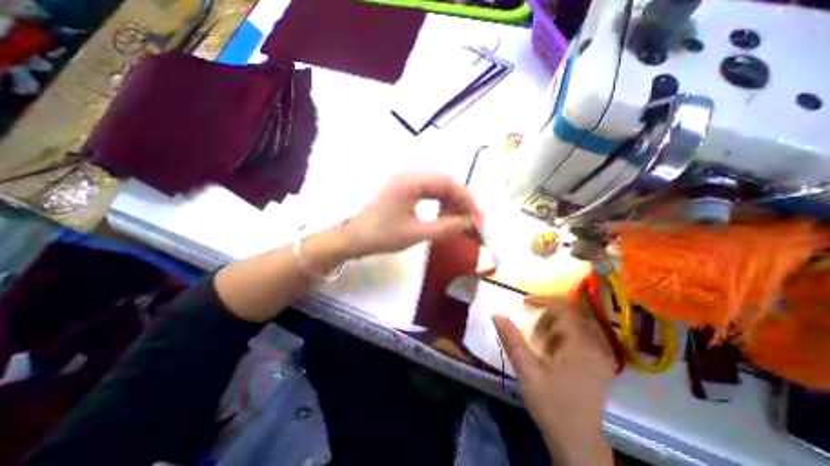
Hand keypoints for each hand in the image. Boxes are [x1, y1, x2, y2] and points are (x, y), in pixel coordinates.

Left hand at [340, 172, 479, 258]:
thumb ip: (446, 227)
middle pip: (444, 183)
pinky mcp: (402, 189)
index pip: (448, 183)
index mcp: (411, 181)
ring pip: (437, 187)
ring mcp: (405, 181)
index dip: (467, 199)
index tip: (477, 217)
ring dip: (451, 202)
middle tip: (471, 220)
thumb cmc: (382, 236)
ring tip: (459, 221)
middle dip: (461, 201)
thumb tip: (470, 223)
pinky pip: (427, 191)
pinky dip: (439, 203)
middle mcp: (409, 175)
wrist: (353, 237)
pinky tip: (444, 216)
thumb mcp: (416, 233)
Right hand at [491, 296, 614, 462]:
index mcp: (582, 347)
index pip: (564, 309)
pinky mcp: (600, 362)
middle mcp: (597, 347)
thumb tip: (496, 315)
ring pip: (576, 323)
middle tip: (533, 330)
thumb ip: (512, 341)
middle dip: (548, 315)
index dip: (542, 301)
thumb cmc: (551, 406)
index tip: (523, 304)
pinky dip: (563, 334)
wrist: (577, 442)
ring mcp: (602, 355)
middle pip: (572, 313)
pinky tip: (553, 350)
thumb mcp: (527, 372)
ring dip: (555, 325)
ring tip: (541, 343)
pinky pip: (581, 334)